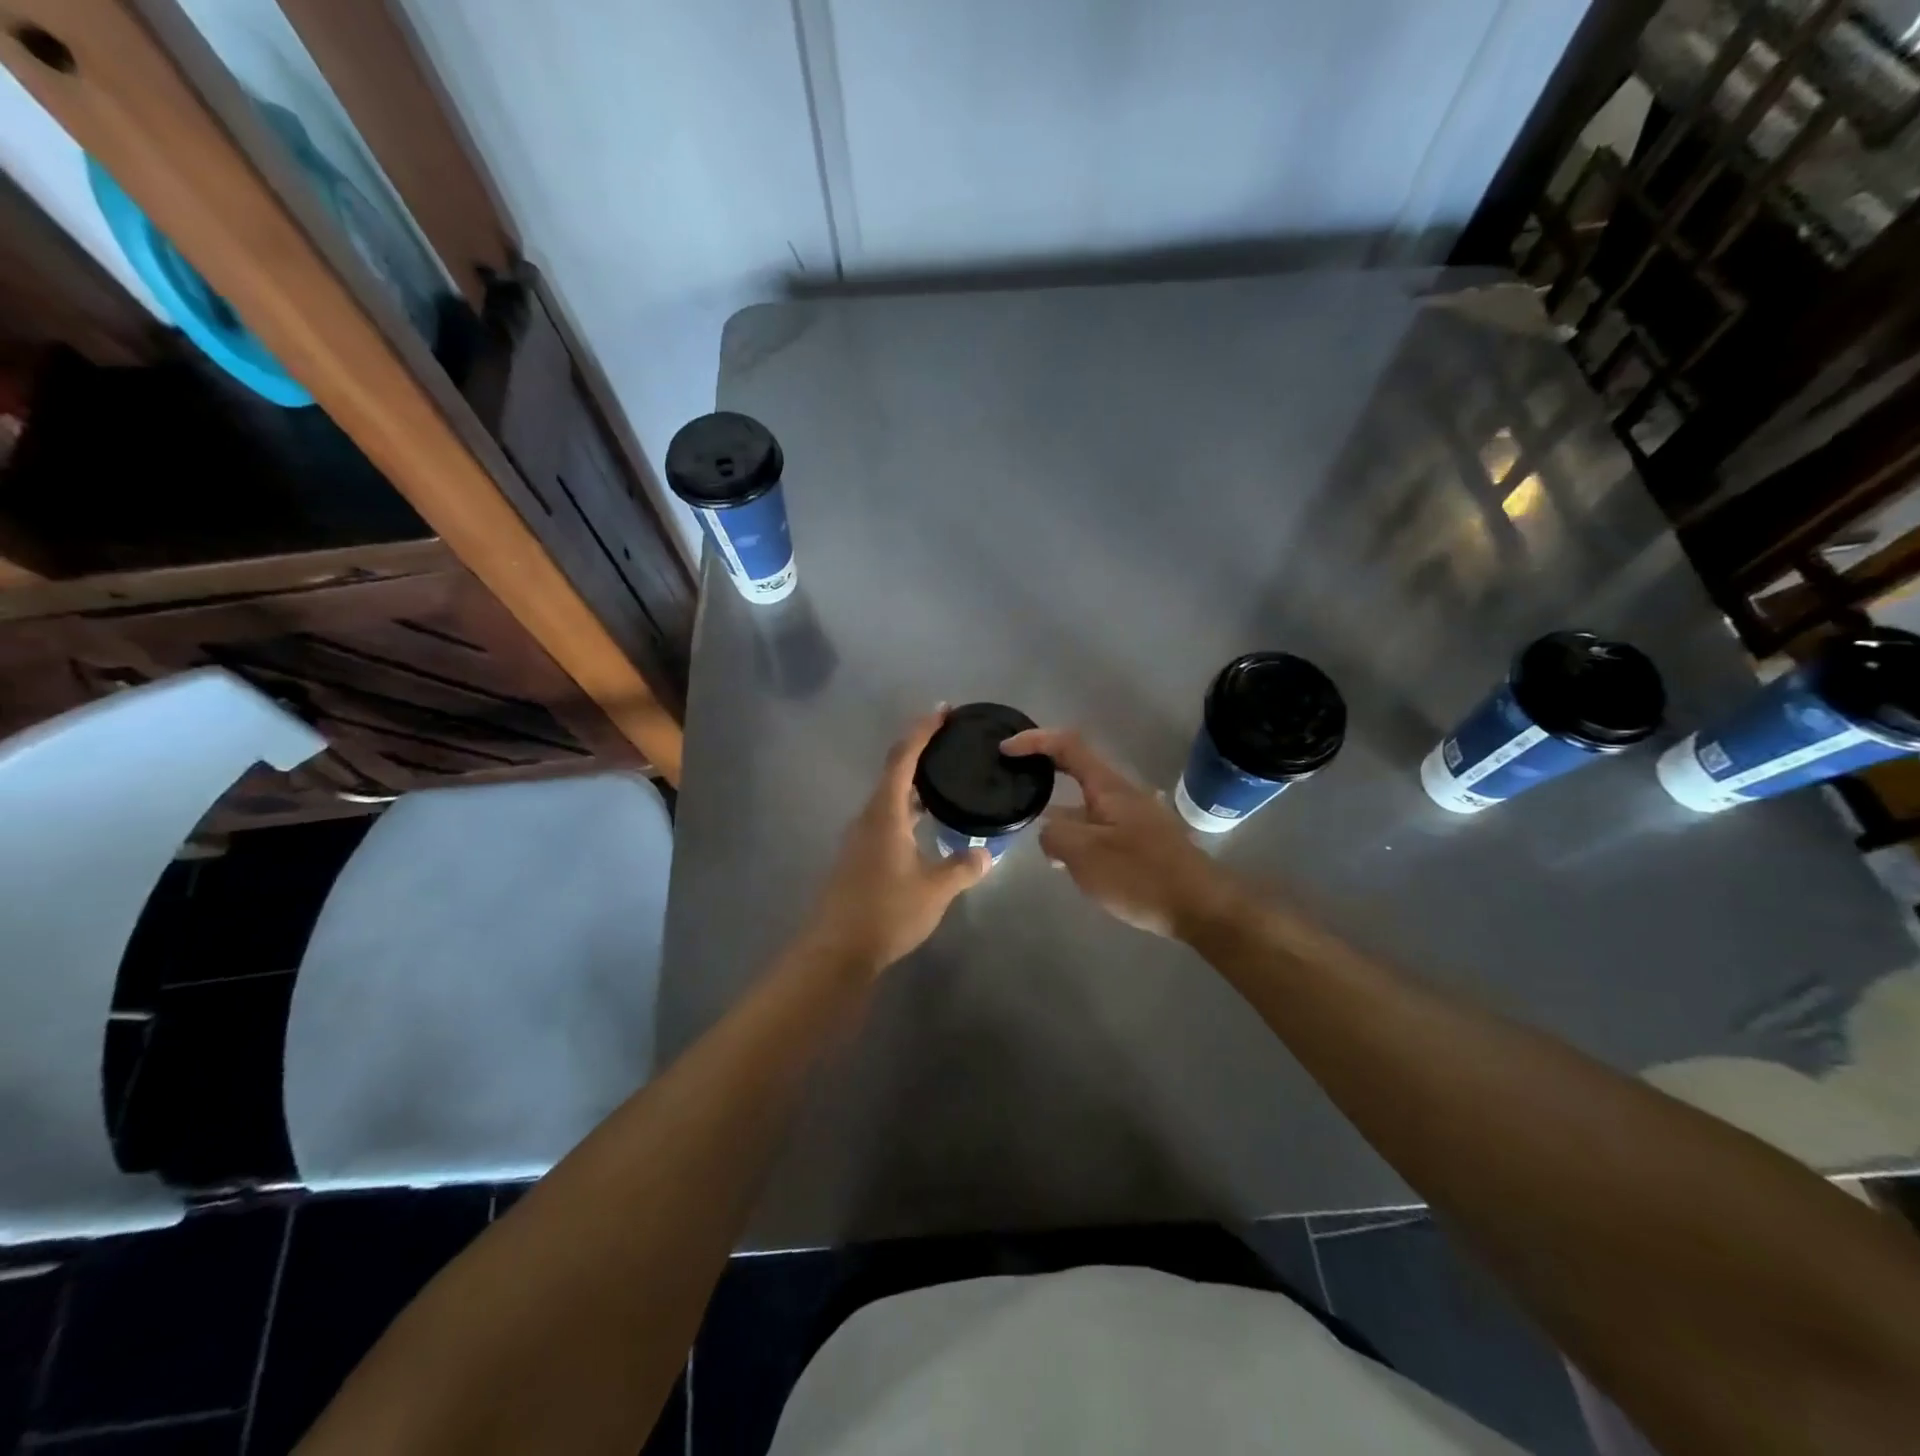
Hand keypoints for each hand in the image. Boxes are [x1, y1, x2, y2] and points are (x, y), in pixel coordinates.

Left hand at [799, 710, 990, 977]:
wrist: (836, 952)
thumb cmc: (886, 913)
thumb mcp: (934, 890)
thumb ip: (963, 868)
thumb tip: (987, 854)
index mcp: (885, 813)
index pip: (903, 759)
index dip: (922, 731)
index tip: (943, 711)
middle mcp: (869, 817)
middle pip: (894, 772)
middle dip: (920, 751)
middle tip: (951, 741)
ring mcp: (860, 838)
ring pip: (890, 797)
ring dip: (914, 783)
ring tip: (945, 778)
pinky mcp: (858, 857)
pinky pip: (886, 818)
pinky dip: (908, 808)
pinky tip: (926, 823)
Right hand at [1001, 727, 1242, 939]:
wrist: (1201, 907)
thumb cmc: (1141, 875)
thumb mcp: (1084, 855)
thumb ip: (1054, 836)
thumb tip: (1048, 832)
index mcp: (1108, 787)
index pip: (1068, 746)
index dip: (1035, 741)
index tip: (1005, 750)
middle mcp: (1123, 794)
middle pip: (1077, 771)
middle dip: (1045, 773)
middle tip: (1015, 784)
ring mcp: (1135, 819)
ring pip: (1087, 806)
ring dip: (1060, 814)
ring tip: (1034, 835)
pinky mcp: (1142, 843)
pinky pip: (1100, 829)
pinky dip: (1078, 836)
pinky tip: (1067, 862)